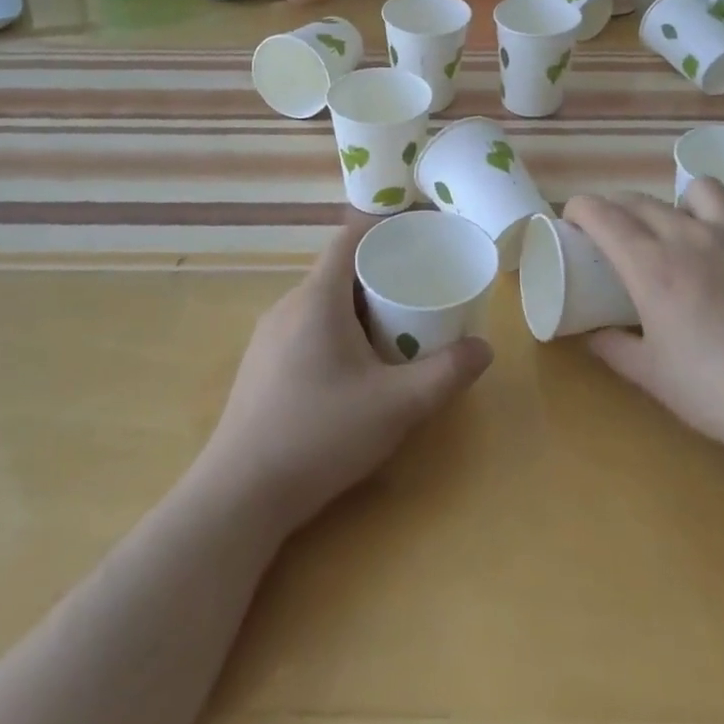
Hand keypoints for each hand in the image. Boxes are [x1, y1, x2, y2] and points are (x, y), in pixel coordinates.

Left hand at [193, 218, 493, 538]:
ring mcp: (268, 335)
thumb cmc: (321, 434)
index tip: (419, 238)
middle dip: (380, 274)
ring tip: (395, 329)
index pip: (350, 237)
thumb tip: (483, 348)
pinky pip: (305, 327)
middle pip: (338, 270)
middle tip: (419, 291)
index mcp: (317, 297)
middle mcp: (288, 305)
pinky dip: (336, 329)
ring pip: (321, 301)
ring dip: (358, 306)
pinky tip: (353, 368)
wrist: (240, 494)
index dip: (384, 229)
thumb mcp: (397, 406)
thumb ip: (446, 374)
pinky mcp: (261, 364)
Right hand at [567, 182, 723, 457]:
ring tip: (678, 228)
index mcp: (651, 264)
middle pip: (641, 200)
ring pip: (698, 188)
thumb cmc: (716, 389)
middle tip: (611, 233)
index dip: (579, 208)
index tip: (572, 220)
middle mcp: (688, 236)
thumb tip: (591, 334)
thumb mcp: (652, 375)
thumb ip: (613, 348)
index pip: (602, 213)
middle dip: (616, 207)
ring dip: (677, 201)